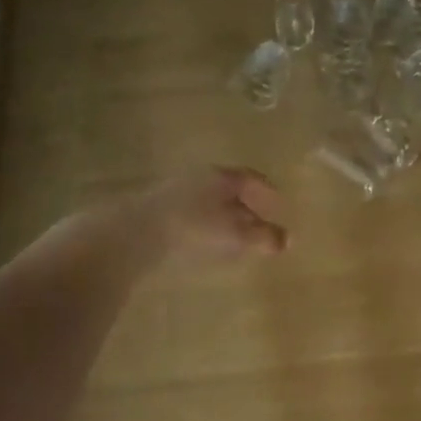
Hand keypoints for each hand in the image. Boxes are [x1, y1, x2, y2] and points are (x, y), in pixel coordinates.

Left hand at [135, 166, 287, 260]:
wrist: (132, 235)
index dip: (268, 193)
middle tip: (261, 225)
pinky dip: (206, 225)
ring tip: (236, 239)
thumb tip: (288, 240)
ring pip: (209, 202)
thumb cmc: (192, 229)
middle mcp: (198, 178)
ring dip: (225, 218)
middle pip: (230, 190)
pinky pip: (191, 214)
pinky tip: (206, 243)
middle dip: (247, 207)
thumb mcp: (234, 235)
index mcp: (220, 176)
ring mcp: (174, 192)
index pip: (251, 178)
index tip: (280, 206)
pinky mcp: (155, 211)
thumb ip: (263, 237)